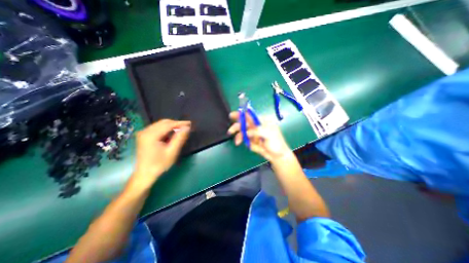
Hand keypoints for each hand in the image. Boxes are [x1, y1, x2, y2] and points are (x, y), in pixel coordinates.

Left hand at [130, 120, 189, 191]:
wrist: (145, 174)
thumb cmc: (159, 164)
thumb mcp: (172, 152)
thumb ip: (179, 138)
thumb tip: (187, 128)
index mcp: (151, 135)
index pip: (168, 125)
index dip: (180, 123)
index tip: (190, 123)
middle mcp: (145, 131)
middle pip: (164, 122)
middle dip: (176, 124)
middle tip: (187, 127)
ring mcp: (143, 133)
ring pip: (160, 124)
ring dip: (171, 126)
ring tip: (181, 130)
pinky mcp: (144, 135)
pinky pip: (157, 128)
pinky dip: (166, 129)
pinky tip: (172, 134)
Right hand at [227, 111, 289, 161]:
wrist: (277, 156)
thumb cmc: (276, 143)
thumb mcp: (269, 134)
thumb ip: (257, 131)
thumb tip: (247, 132)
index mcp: (262, 121)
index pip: (250, 115)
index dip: (241, 114)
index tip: (232, 115)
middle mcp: (256, 126)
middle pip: (244, 123)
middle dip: (236, 127)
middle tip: (231, 131)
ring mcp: (253, 133)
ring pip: (242, 132)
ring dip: (239, 137)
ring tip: (237, 142)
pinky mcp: (251, 140)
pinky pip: (245, 140)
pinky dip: (246, 143)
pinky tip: (252, 146)